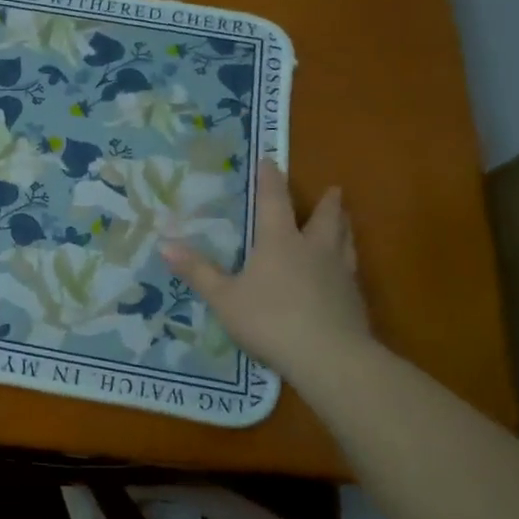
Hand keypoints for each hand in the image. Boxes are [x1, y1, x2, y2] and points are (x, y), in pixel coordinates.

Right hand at [162, 159, 371, 381]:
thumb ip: (198, 272)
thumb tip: (164, 245)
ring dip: (344, 227)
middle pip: (325, 218)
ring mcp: (339, 274)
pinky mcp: (354, 300)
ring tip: (345, 220)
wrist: (330, 358)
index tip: (271, 160)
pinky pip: (352, 270)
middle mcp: (313, 249)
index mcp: (280, 242)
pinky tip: (345, 272)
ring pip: (346, 241)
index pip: (274, 201)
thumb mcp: (224, 298)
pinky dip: (347, 262)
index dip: (270, 180)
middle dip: (327, 202)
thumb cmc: (270, 320)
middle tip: (334, 189)